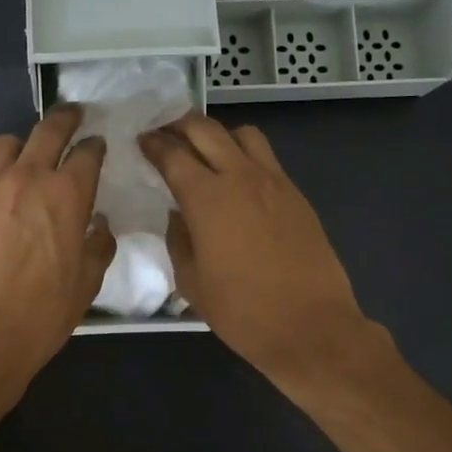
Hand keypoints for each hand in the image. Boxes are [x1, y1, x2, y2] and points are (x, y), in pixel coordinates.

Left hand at [0, 106, 114, 387]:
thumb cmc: (42, 314)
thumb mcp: (87, 284)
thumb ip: (99, 245)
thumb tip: (99, 225)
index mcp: (67, 194)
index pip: (86, 152)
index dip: (95, 146)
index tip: (97, 146)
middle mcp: (27, 178)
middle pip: (47, 130)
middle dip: (65, 119)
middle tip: (73, 116)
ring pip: (6, 144)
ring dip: (23, 146)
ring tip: (28, 161)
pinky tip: (0, 205)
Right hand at [140, 115, 375, 390]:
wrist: (310, 325)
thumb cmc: (242, 311)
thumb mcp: (191, 282)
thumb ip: (178, 240)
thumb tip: (178, 215)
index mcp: (207, 198)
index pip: (173, 154)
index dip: (153, 144)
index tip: (142, 140)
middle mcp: (241, 177)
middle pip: (206, 130)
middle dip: (180, 125)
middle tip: (165, 133)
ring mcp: (274, 182)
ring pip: (243, 134)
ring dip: (219, 135)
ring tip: (206, 152)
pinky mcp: (296, 195)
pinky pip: (266, 159)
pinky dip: (245, 156)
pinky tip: (238, 181)